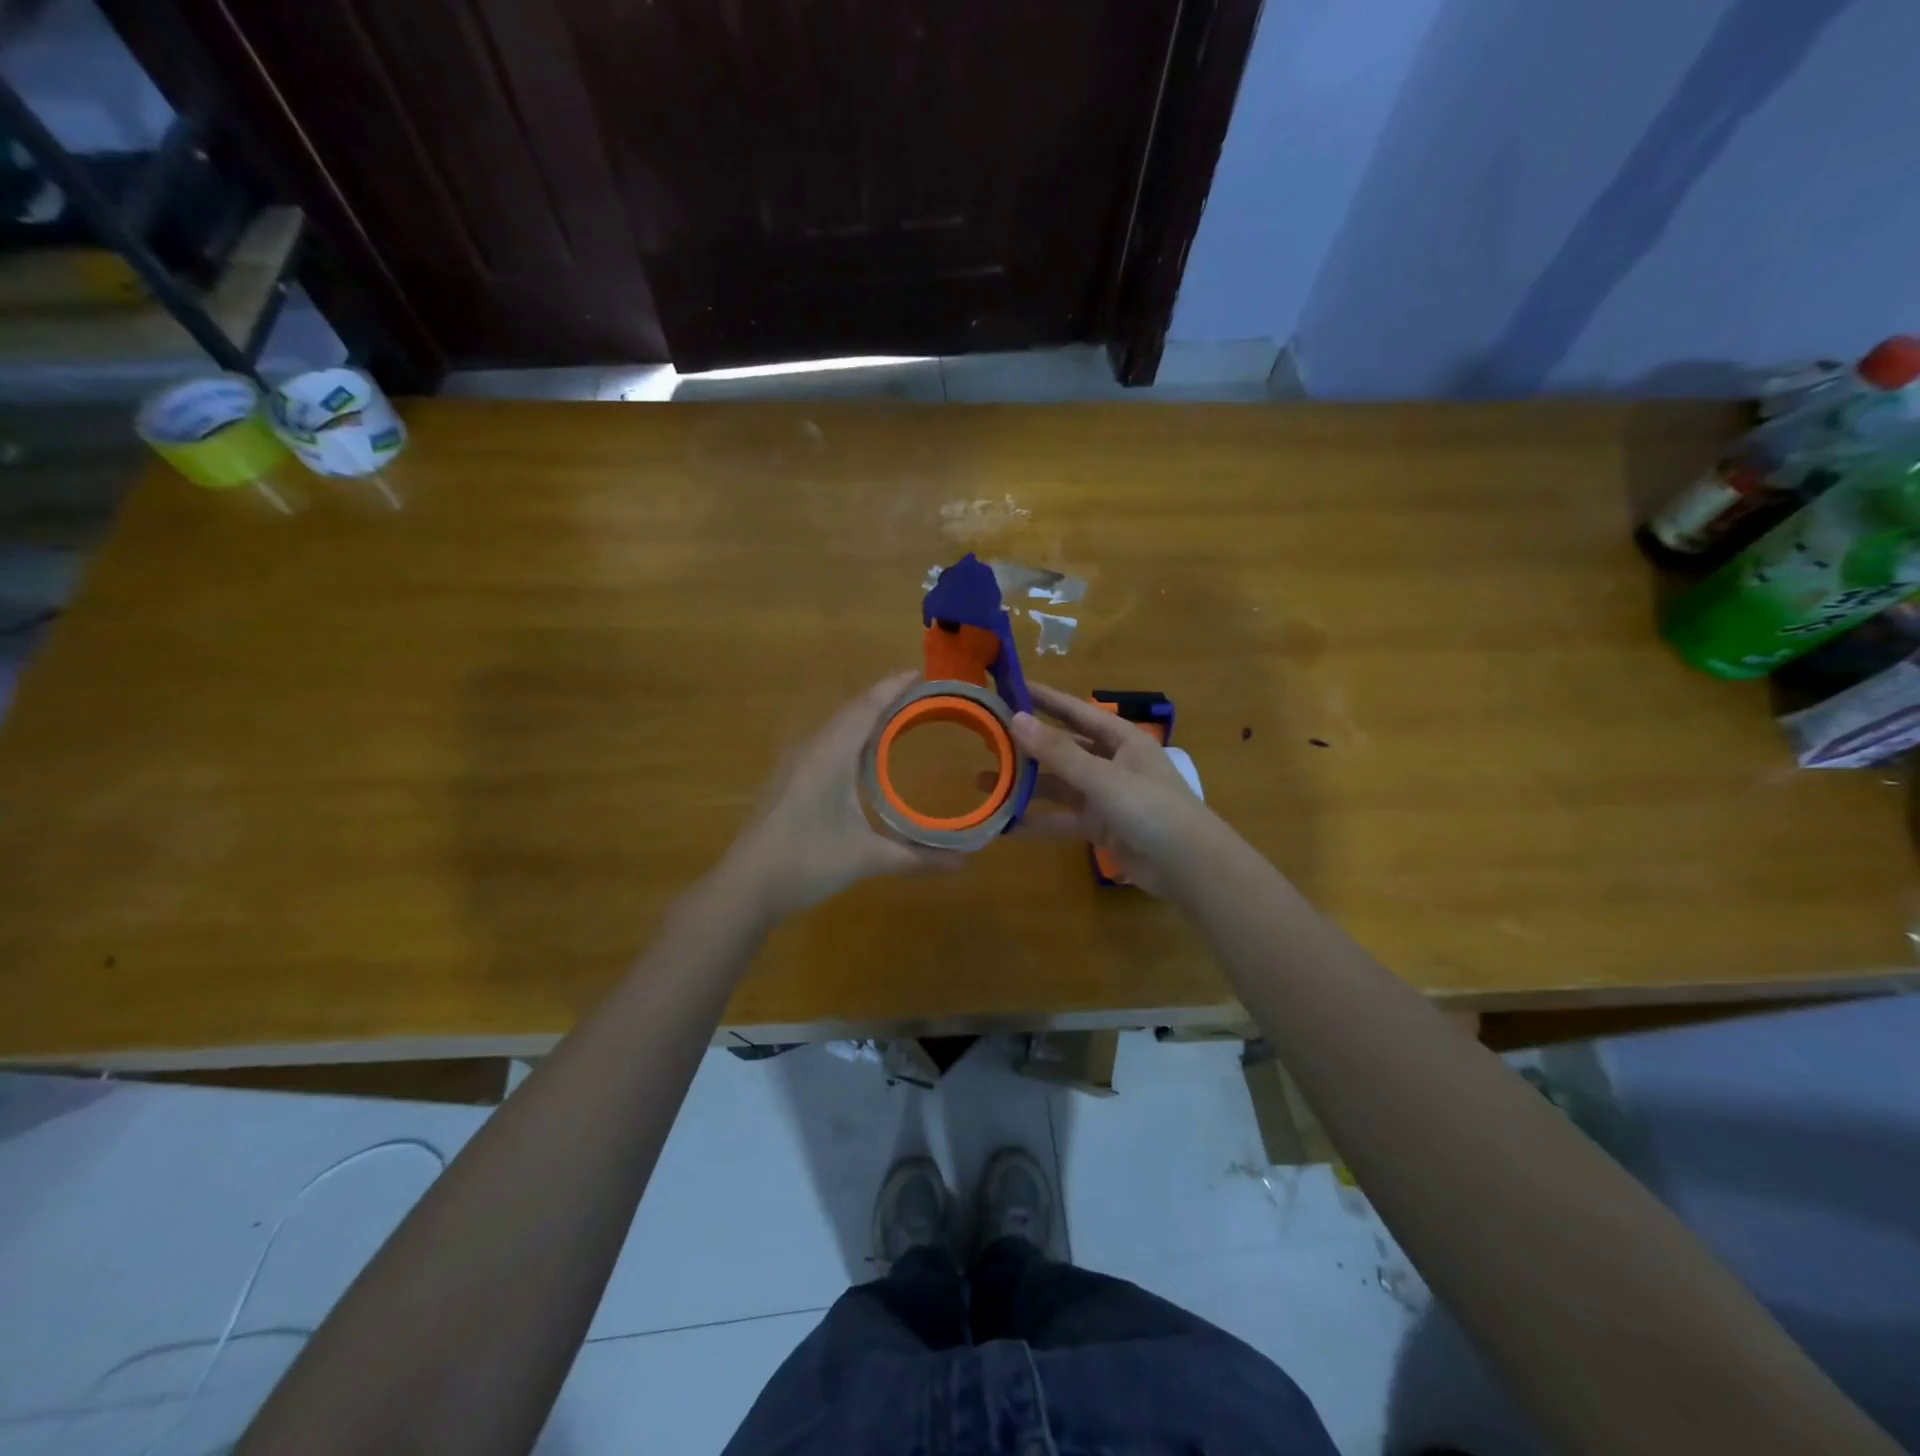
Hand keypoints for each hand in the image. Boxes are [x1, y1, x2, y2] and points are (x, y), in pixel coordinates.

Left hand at [721, 672, 964, 917]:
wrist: (747, 886)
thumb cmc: (806, 863)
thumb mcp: (866, 859)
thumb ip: (915, 858)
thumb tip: (962, 863)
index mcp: (830, 756)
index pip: (866, 708)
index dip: (893, 687)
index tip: (921, 673)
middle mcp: (811, 750)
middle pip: (852, 712)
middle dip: (885, 698)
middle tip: (921, 695)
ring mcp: (796, 764)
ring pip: (837, 727)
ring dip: (867, 717)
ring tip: (899, 717)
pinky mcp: (790, 779)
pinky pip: (827, 743)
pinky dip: (853, 737)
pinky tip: (865, 755)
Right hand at [1009, 683, 1214, 896]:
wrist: (1187, 865)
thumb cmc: (1150, 808)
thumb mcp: (1102, 777)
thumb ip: (1058, 751)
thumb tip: (1016, 718)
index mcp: (1122, 739)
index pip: (1076, 711)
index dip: (1045, 700)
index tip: (1011, 688)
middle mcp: (1113, 762)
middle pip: (1064, 748)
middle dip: (1028, 745)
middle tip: (988, 737)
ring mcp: (1106, 796)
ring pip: (1059, 785)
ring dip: (1025, 785)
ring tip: (984, 781)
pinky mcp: (1101, 826)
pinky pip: (1063, 818)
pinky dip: (1038, 821)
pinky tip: (1006, 825)